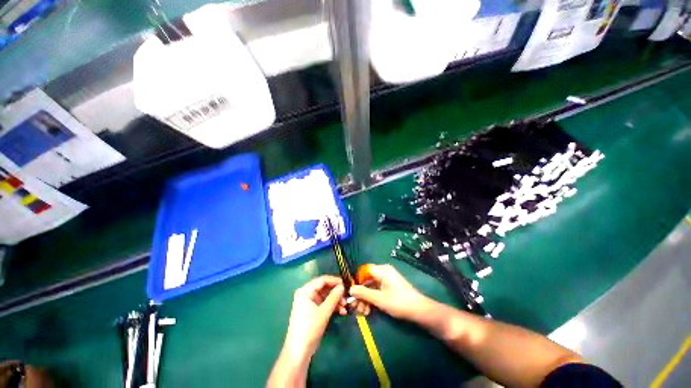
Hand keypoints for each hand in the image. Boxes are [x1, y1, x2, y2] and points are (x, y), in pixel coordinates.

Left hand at [268, 276, 369, 386]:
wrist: (299, 351)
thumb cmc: (310, 328)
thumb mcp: (324, 312)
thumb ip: (334, 297)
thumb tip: (342, 286)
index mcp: (305, 291)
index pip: (322, 280)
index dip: (334, 280)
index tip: (345, 284)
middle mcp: (306, 294)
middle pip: (324, 288)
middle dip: (336, 292)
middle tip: (346, 296)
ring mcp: (309, 302)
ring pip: (325, 296)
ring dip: (336, 300)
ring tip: (345, 306)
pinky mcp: (312, 311)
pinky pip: (324, 304)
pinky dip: (332, 306)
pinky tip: (342, 311)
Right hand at [350, 264, 430, 320]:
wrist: (419, 311)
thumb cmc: (399, 302)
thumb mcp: (379, 299)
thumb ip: (363, 293)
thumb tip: (350, 289)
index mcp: (382, 270)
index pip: (364, 271)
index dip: (356, 281)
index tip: (351, 293)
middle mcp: (383, 273)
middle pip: (367, 281)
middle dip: (360, 295)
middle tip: (355, 308)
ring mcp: (386, 281)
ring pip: (371, 288)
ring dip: (365, 300)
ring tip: (362, 313)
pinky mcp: (389, 289)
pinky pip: (376, 292)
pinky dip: (372, 301)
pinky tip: (368, 311)